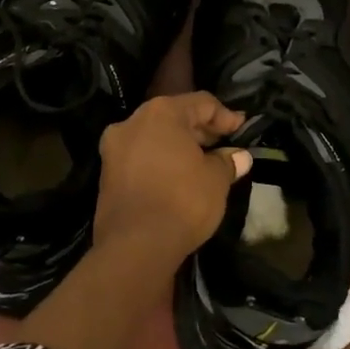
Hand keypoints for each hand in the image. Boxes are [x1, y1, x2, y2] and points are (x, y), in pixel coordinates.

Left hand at [94, 92, 250, 266]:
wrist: (135, 245)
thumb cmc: (182, 201)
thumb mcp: (216, 180)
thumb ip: (227, 162)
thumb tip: (240, 157)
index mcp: (161, 113)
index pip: (201, 103)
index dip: (226, 116)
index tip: (243, 130)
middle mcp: (132, 122)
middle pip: (175, 117)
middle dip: (201, 131)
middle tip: (225, 146)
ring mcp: (114, 149)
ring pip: (155, 138)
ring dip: (180, 147)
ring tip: (204, 164)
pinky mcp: (106, 174)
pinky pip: (141, 158)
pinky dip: (161, 162)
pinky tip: (179, 178)